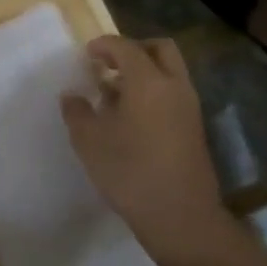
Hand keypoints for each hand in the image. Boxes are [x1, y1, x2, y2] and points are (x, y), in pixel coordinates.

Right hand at [61, 36, 228, 265]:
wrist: (182, 219)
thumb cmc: (131, 172)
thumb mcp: (89, 141)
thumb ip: (77, 112)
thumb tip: (72, 96)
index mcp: (148, 80)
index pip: (125, 46)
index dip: (103, 46)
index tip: (86, 55)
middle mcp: (173, 86)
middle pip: (159, 49)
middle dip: (133, 50)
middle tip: (109, 65)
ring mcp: (189, 108)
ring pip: (170, 72)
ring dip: (145, 72)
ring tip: (115, 95)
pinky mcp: (195, 130)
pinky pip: (174, 94)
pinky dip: (155, 93)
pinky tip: (132, 119)